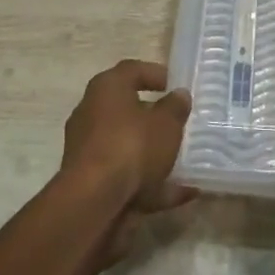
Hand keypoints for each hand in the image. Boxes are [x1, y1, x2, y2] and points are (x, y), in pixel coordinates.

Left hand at [60, 59, 194, 264]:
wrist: (93, 203)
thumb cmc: (131, 146)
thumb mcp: (166, 123)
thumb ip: (175, 107)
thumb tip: (179, 95)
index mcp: (106, 88)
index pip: (132, 70)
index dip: (156, 74)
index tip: (176, 86)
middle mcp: (92, 113)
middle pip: (127, 109)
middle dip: (154, 118)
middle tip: (179, 123)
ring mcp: (88, 150)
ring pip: (127, 146)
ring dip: (153, 153)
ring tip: (185, 161)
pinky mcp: (91, 183)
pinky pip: (127, 176)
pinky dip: (152, 184)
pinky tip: (182, 192)